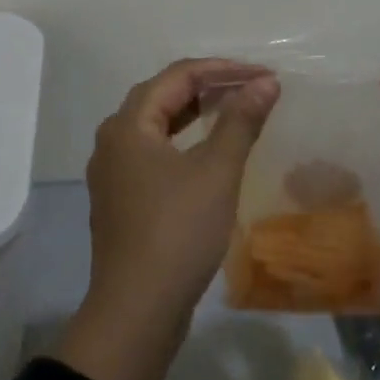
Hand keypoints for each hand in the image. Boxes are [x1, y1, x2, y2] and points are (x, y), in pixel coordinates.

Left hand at [54, 58, 278, 379]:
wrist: (137, 310)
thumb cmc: (178, 231)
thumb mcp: (217, 171)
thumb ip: (241, 120)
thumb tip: (267, 82)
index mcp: (129, 125)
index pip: (178, 76)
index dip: (223, 69)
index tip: (263, 75)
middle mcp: (113, 140)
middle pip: (162, 95)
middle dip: (209, 86)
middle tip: (251, 89)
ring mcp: (113, 172)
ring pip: (157, 125)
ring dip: (195, 113)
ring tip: (234, 111)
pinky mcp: (122, 199)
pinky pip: (154, 152)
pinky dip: (184, 141)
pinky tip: (208, 153)